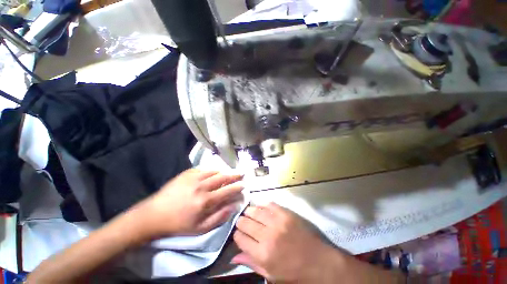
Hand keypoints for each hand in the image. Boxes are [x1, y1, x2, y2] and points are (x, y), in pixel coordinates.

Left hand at [133, 169, 243, 238]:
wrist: (154, 214)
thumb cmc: (179, 224)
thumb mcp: (200, 229)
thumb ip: (219, 217)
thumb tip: (234, 206)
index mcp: (205, 201)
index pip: (227, 191)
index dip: (237, 187)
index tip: (243, 185)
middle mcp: (202, 187)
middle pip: (223, 177)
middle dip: (234, 175)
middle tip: (241, 173)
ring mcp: (194, 178)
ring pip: (214, 171)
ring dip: (224, 172)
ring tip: (229, 173)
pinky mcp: (187, 173)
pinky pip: (203, 168)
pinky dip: (211, 170)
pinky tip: (214, 172)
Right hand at [232, 203, 340, 282]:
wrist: (320, 262)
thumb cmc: (295, 273)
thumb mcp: (272, 275)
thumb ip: (252, 263)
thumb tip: (234, 256)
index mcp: (263, 254)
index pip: (240, 238)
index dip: (237, 235)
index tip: (239, 234)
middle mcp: (268, 235)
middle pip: (245, 222)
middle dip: (241, 222)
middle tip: (243, 223)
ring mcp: (278, 222)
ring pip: (255, 211)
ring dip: (250, 212)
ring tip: (250, 213)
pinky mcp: (287, 213)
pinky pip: (269, 204)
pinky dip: (263, 205)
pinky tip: (262, 208)